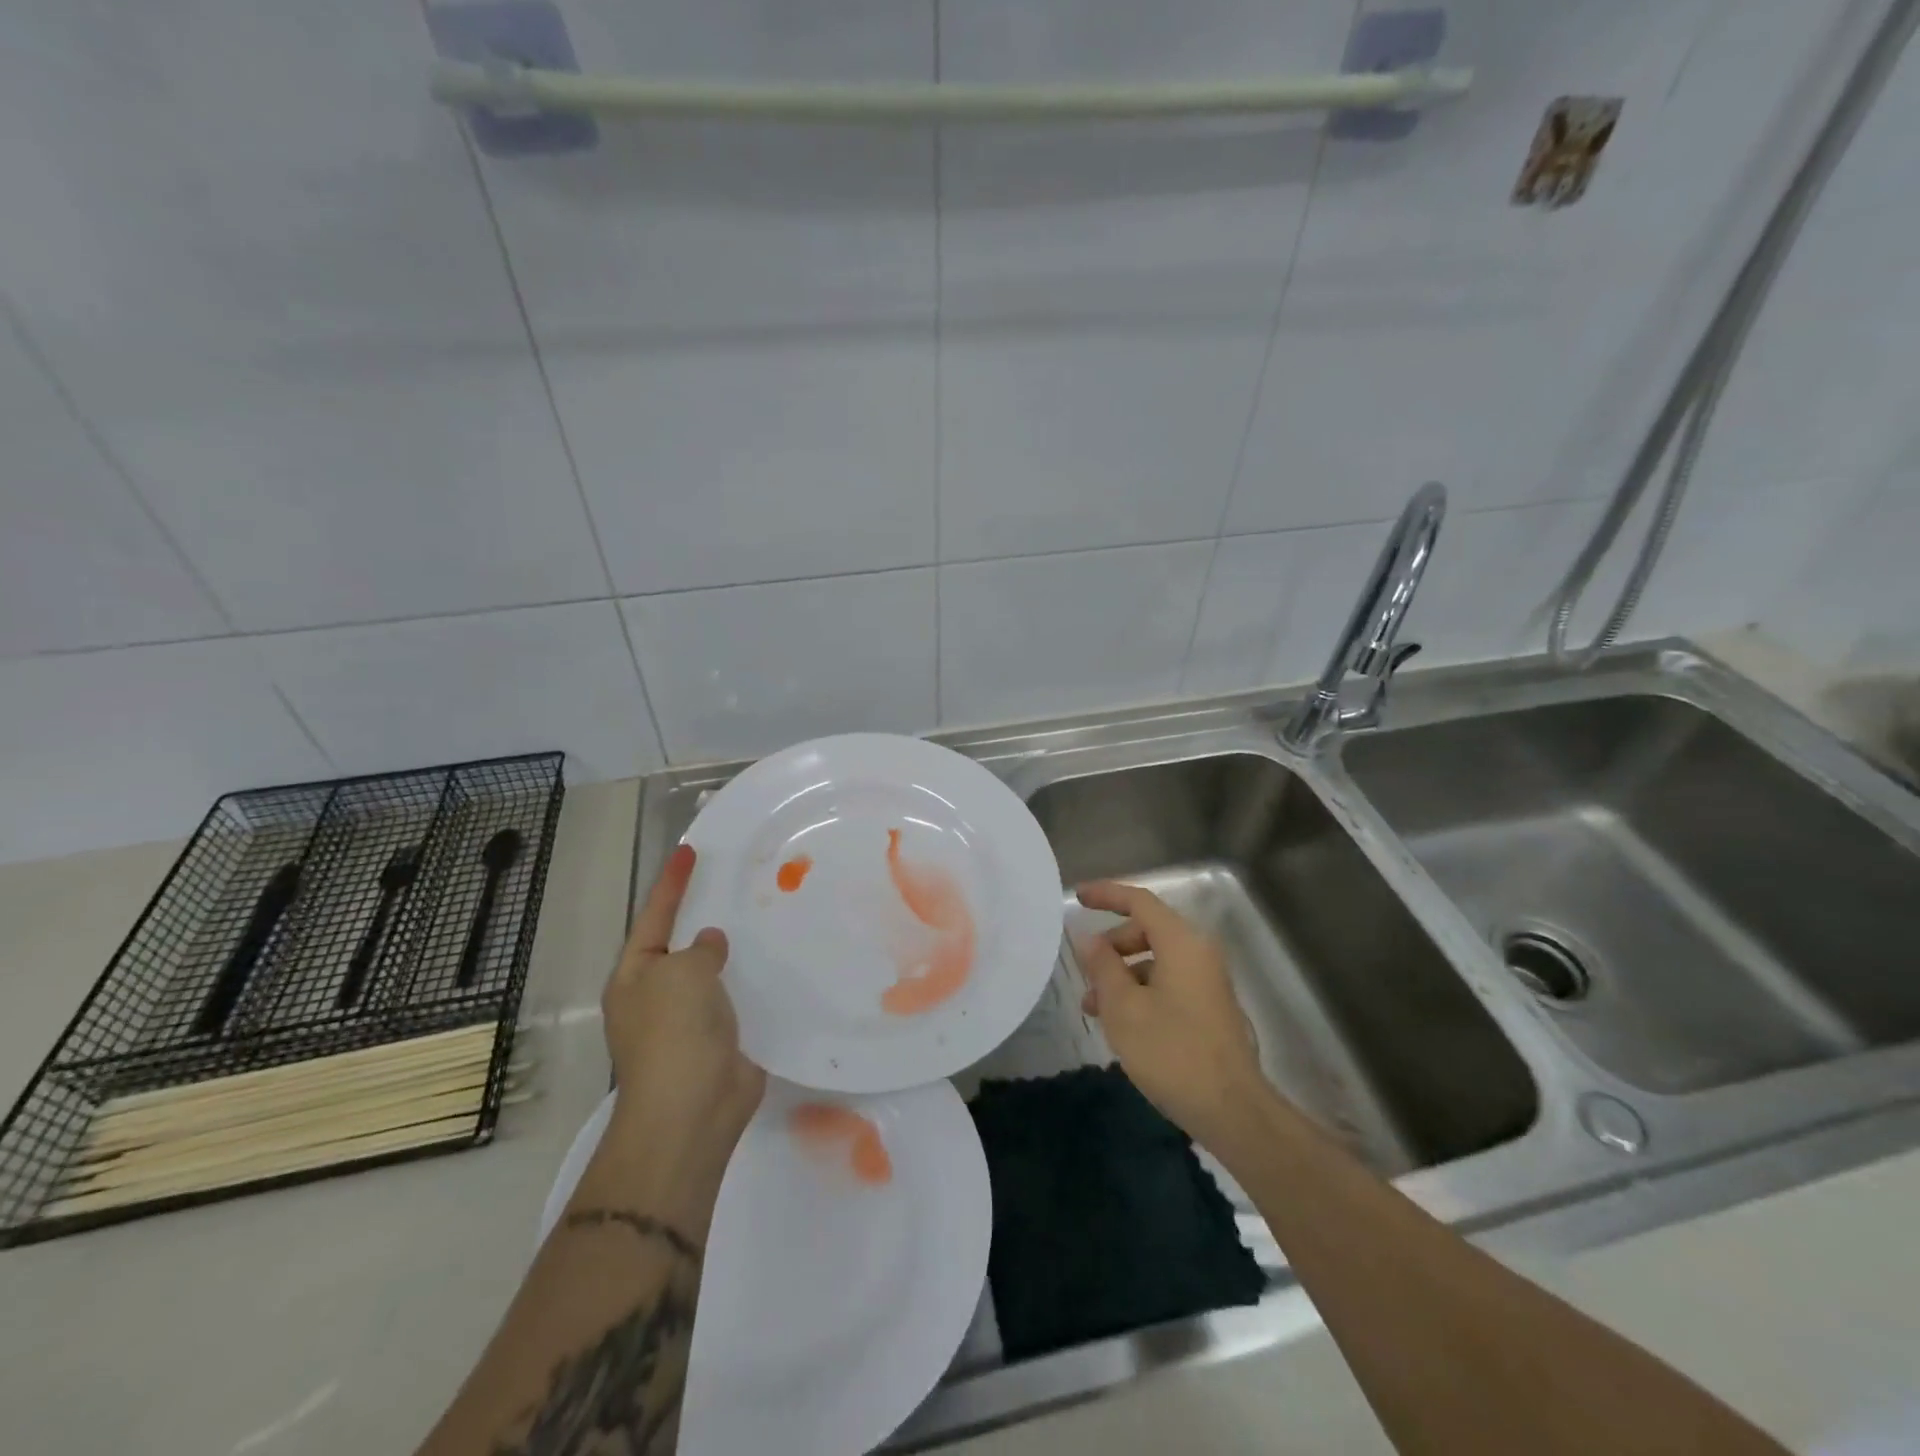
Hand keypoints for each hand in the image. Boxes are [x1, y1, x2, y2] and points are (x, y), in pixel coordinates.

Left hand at [602, 844, 765, 1164]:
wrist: (693, 1109)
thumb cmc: (674, 1033)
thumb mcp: (681, 974)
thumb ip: (699, 950)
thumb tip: (710, 945)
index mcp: (634, 977)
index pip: (655, 917)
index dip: (671, 883)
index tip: (689, 851)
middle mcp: (657, 996)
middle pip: (681, 945)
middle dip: (702, 916)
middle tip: (732, 882)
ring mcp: (688, 1021)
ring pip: (712, 973)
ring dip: (731, 951)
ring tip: (761, 916)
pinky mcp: (721, 1039)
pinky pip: (736, 999)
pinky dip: (752, 981)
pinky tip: (776, 963)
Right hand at [1075, 881, 1263, 1146]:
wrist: (1232, 1109)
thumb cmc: (1171, 1052)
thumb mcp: (1123, 1007)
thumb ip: (1102, 966)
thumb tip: (1088, 938)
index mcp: (1181, 943)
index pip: (1140, 901)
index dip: (1107, 895)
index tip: (1077, 897)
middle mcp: (1199, 953)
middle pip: (1148, 930)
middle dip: (1111, 945)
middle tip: (1085, 971)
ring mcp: (1208, 981)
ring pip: (1156, 960)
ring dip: (1122, 974)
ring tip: (1094, 1008)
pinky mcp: (1210, 1007)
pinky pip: (1168, 982)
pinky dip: (1141, 991)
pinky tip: (1122, 1024)